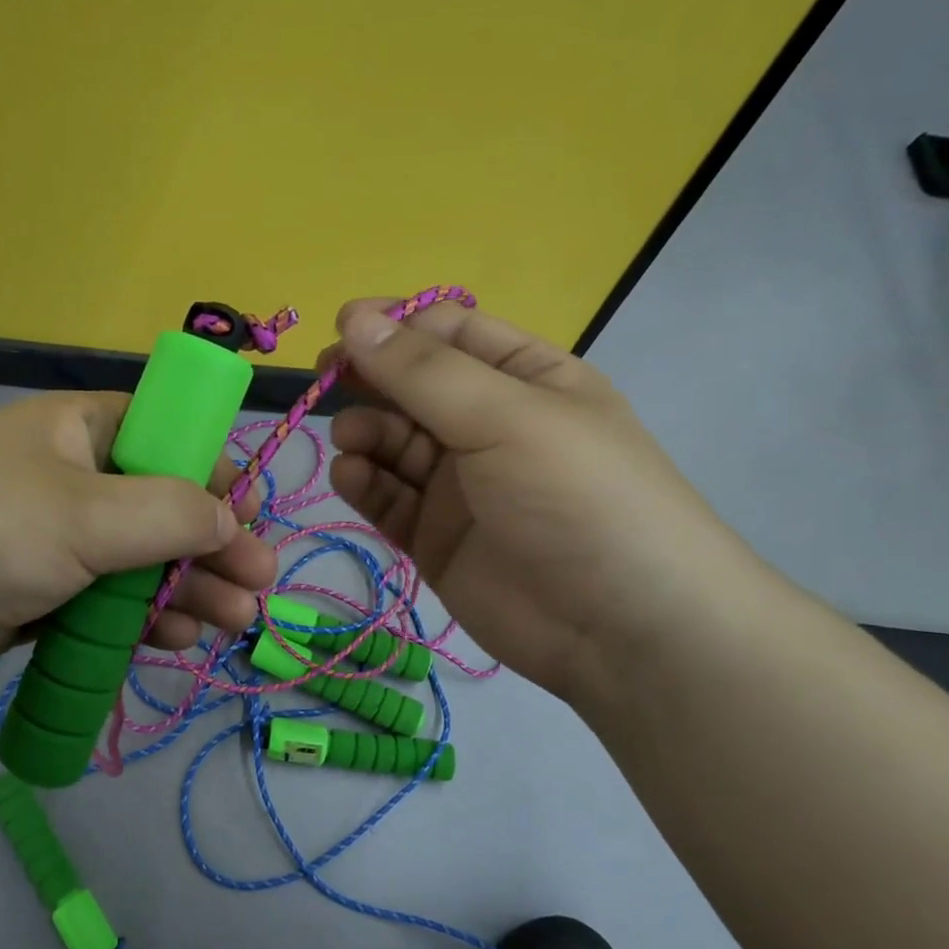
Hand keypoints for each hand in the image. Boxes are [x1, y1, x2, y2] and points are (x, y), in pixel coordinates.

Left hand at [0, 392, 274, 693]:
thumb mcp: (86, 514)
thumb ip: (170, 512)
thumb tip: (233, 519)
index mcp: (77, 430)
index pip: (165, 435)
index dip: (213, 470)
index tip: (253, 512)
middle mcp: (70, 477)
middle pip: (161, 505)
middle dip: (213, 545)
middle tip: (260, 583)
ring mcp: (54, 538)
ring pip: (141, 559)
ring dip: (189, 587)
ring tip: (233, 621)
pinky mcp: (42, 591)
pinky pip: (109, 598)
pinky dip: (145, 616)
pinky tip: (179, 637)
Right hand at [322, 299, 762, 702]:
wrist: (622, 631)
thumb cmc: (576, 496)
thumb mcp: (505, 416)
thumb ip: (422, 371)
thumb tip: (353, 318)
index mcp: (524, 378)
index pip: (448, 333)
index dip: (394, 326)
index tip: (343, 329)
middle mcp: (489, 425)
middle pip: (412, 387)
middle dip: (369, 378)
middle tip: (326, 380)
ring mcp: (459, 485)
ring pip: (393, 442)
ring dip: (365, 431)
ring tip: (352, 438)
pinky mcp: (435, 537)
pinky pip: (388, 497)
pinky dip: (365, 482)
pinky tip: (351, 476)